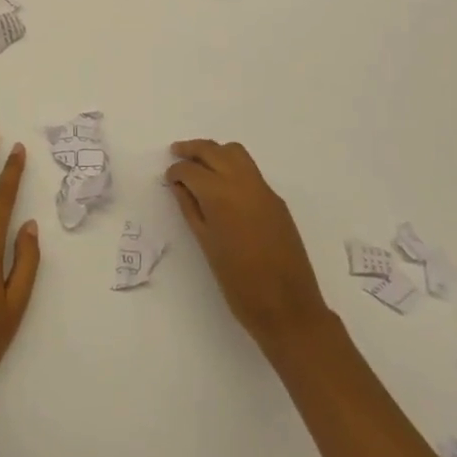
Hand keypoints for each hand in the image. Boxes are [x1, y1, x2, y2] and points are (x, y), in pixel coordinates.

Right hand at [165, 139, 329, 354]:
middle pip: (213, 150)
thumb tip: (179, 186)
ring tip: (200, 165)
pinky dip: (232, 166)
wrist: (288, 307)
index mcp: (220, 195)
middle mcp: (242, 182)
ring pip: (235, 153)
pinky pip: (250, 170)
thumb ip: (191, 209)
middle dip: (192, 149)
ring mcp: (263, 189)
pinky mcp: (276, 199)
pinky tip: (223, 185)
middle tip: (176, 153)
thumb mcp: (206, 244)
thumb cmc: (238, 283)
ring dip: (215, 152)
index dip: (176, 171)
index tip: (168, 179)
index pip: (191, 169)